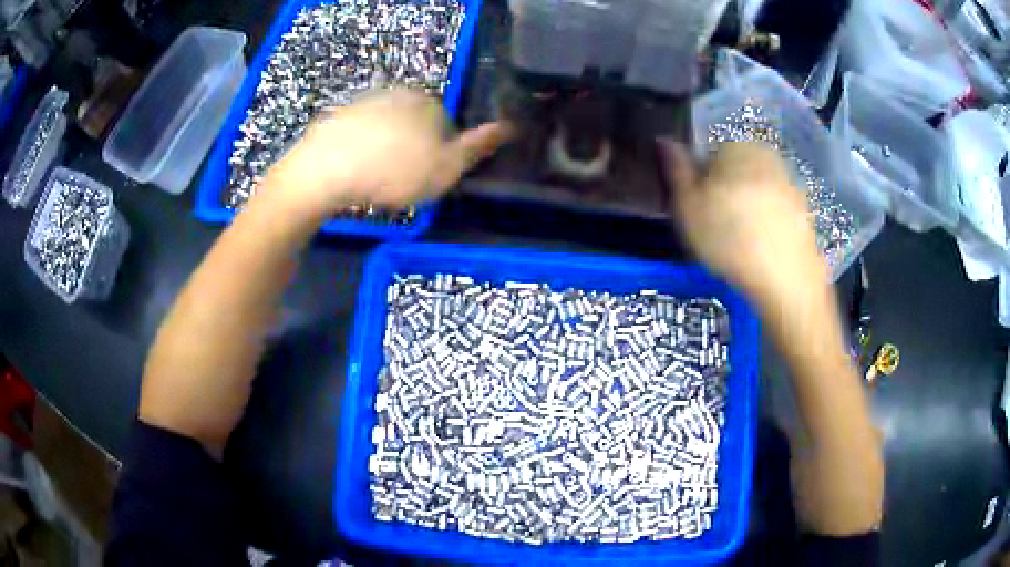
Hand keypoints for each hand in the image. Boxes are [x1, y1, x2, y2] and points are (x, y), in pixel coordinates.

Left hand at [262, 89, 511, 219]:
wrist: (324, 171)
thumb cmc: (392, 172)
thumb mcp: (445, 168)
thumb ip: (477, 148)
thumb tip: (509, 127)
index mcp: (427, 103)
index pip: (447, 124)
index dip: (442, 153)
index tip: (429, 178)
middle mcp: (397, 95)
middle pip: (416, 124)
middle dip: (413, 149)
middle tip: (402, 182)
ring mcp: (363, 103)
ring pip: (386, 129)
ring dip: (386, 150)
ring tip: (376, 181)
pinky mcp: (336, 118)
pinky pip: (358, 136)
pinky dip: (359, 151)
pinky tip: (353, 173)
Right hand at [660, 141, 827, 308]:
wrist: (785, 279)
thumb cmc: (728, 238)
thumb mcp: (687, 206)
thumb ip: (675, 169)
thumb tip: (664, 140)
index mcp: (736, 146)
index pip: (708, 156)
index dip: (699, 184)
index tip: (697, 211)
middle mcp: (767, 156)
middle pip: (735, 172)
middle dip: (725, 194)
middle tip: (716, 229)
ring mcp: (790, 184)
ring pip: (757, 193)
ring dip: (747, 211)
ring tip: (739, 245)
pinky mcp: (804, 212)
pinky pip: (776, 213)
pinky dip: (768, 227)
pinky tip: (761, 251)